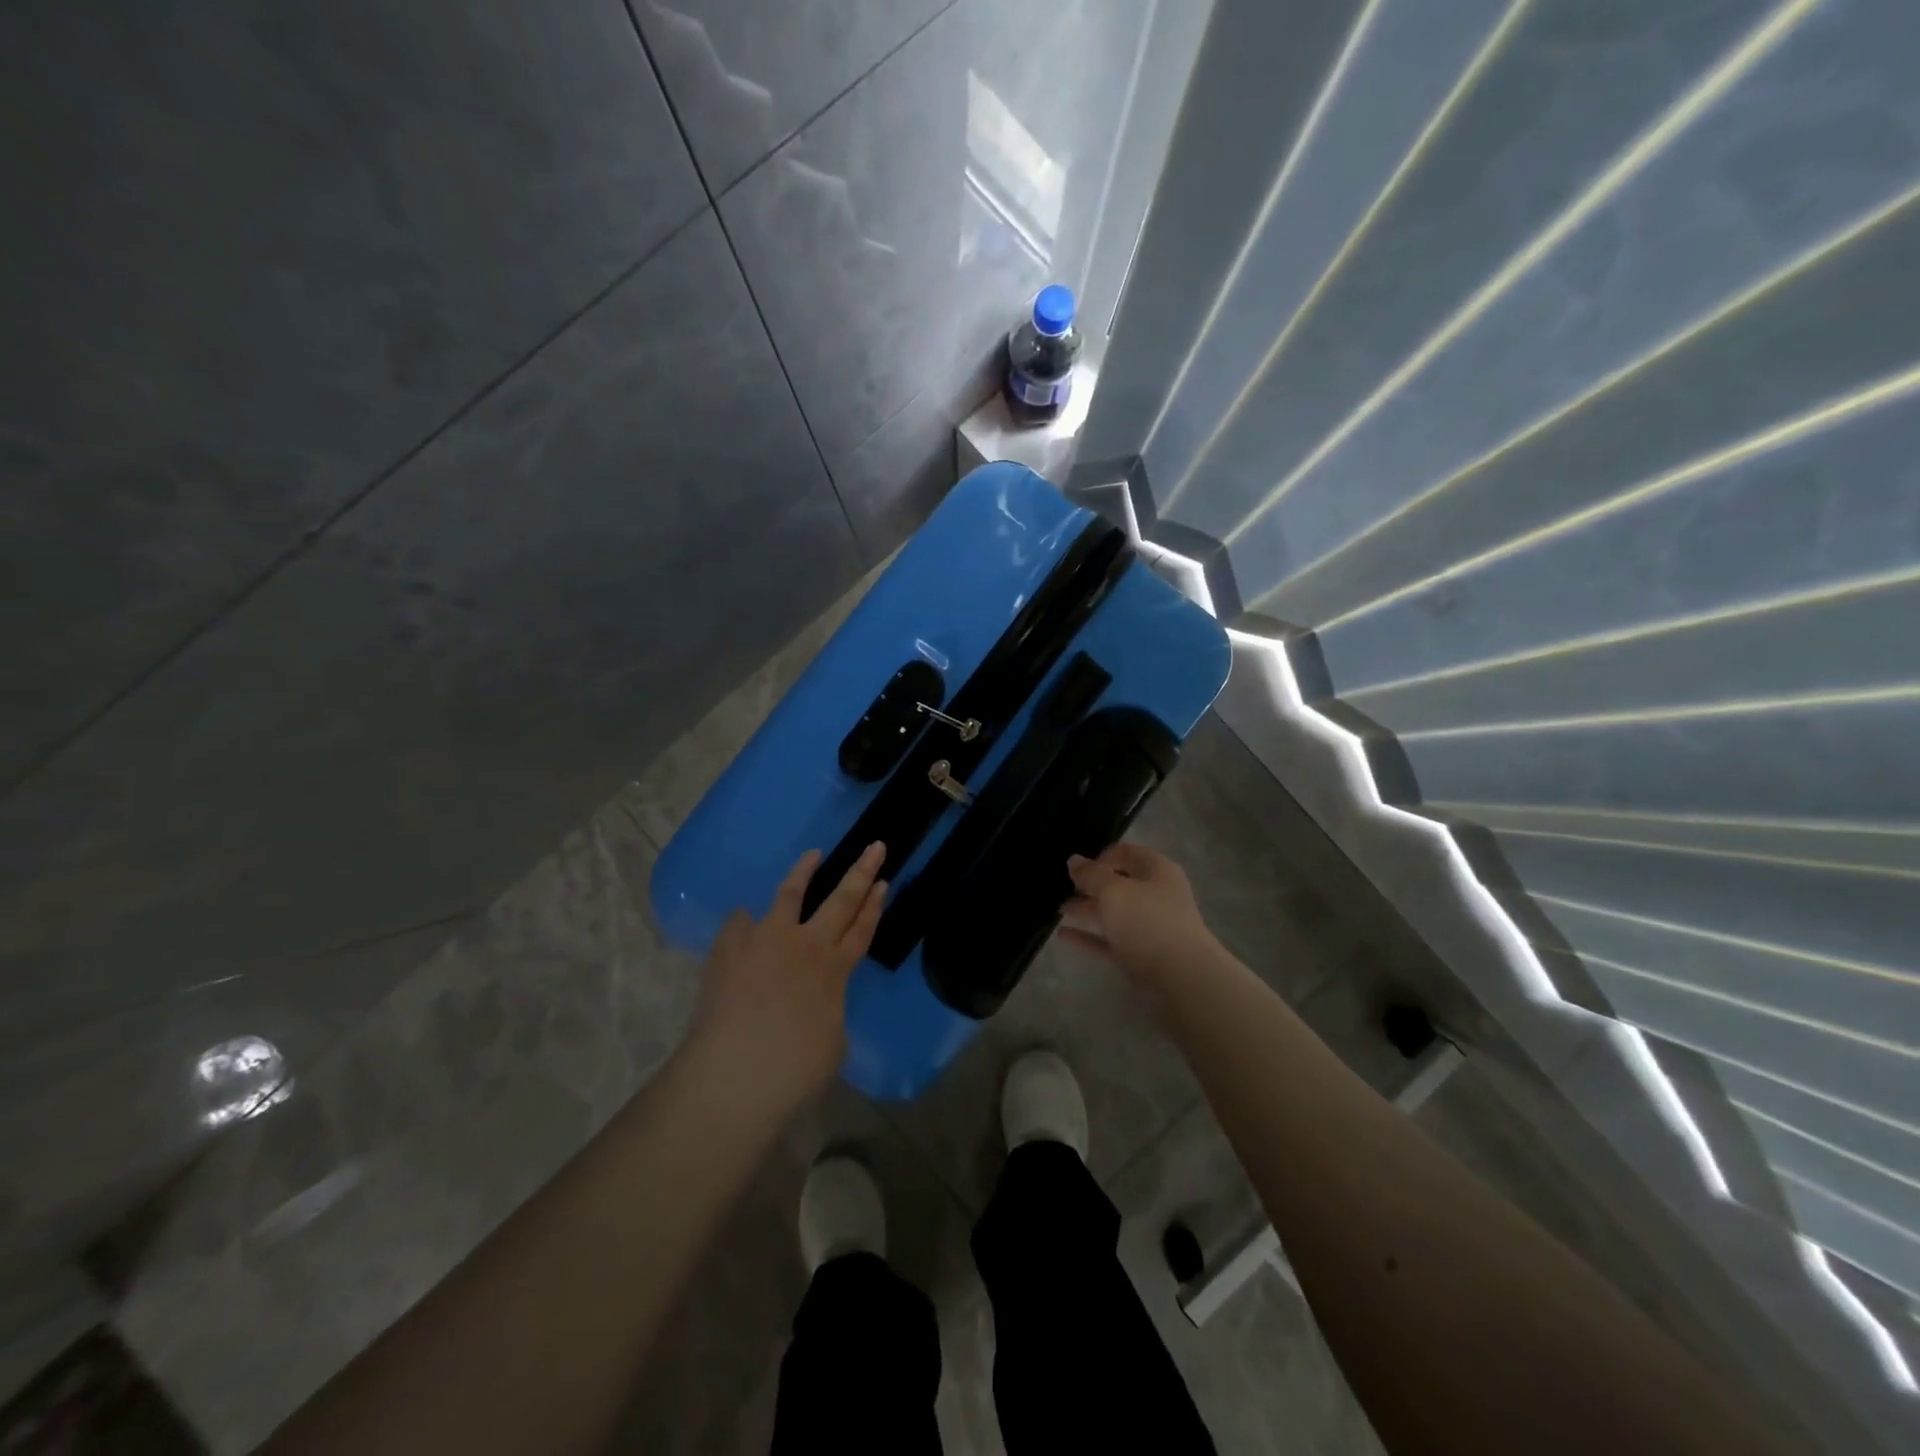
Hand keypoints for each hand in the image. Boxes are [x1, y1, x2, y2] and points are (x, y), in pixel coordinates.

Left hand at [688, 843, 886, 1110]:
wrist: (735, 1075)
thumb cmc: (794, 1070)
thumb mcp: (831, 1043)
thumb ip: (827, 1009)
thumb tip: (814, 1001)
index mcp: (834, 971)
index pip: (861, 930)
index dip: (874, 906)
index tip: (883, 881)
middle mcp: (804, 946)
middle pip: (840, 901)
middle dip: (860, 872)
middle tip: (874, 847)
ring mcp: (764, 941)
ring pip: (789, 894)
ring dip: (804, 871)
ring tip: (812, 854)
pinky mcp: (729, 950)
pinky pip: (739, 924)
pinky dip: (745, 921)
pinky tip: (744, 920)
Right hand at [1060, 841, 1218, 981]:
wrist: (1181, 977)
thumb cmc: (1147, 921)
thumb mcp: (1113, 890)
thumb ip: (1091, 874)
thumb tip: (1074, 860)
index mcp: (1157, 871)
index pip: (1127, 853)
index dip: (1101, 856)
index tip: (1077, 867)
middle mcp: (1157, 896)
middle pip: (1120, 884)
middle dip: (1092, 885)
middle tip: (1063, 888)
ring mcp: (1151, 928)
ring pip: (1115, 914)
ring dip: (1088, 910)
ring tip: (1059, 909)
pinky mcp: (1142, 955)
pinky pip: (1111, 940)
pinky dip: (1089, 937)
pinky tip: (1063, 934)